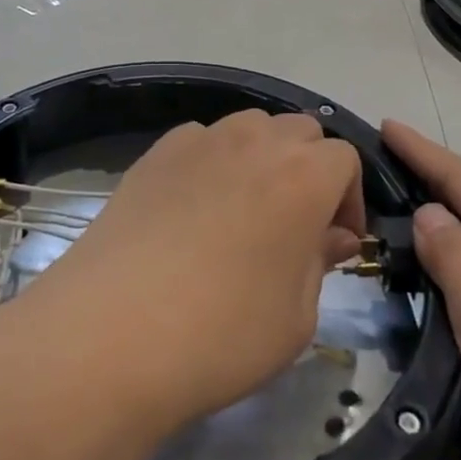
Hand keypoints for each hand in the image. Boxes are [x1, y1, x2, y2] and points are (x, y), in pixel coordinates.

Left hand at [13, 109, 365, 435]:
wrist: (112, 331)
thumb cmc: (222, 333)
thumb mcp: (295, 317)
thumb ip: (319, 262)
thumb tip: (331, 236)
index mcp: (302, 176)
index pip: (345, 159)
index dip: (348, 198)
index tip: (336, 242)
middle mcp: (254, 141)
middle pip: (299, 131)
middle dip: (310, 168)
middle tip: (297, 223)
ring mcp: (200, 140)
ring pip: (250, 127)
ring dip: (263, 156)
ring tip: (247, 209)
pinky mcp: (156, 152)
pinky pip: (201, 140)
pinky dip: (214, 160)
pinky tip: (195, 208)